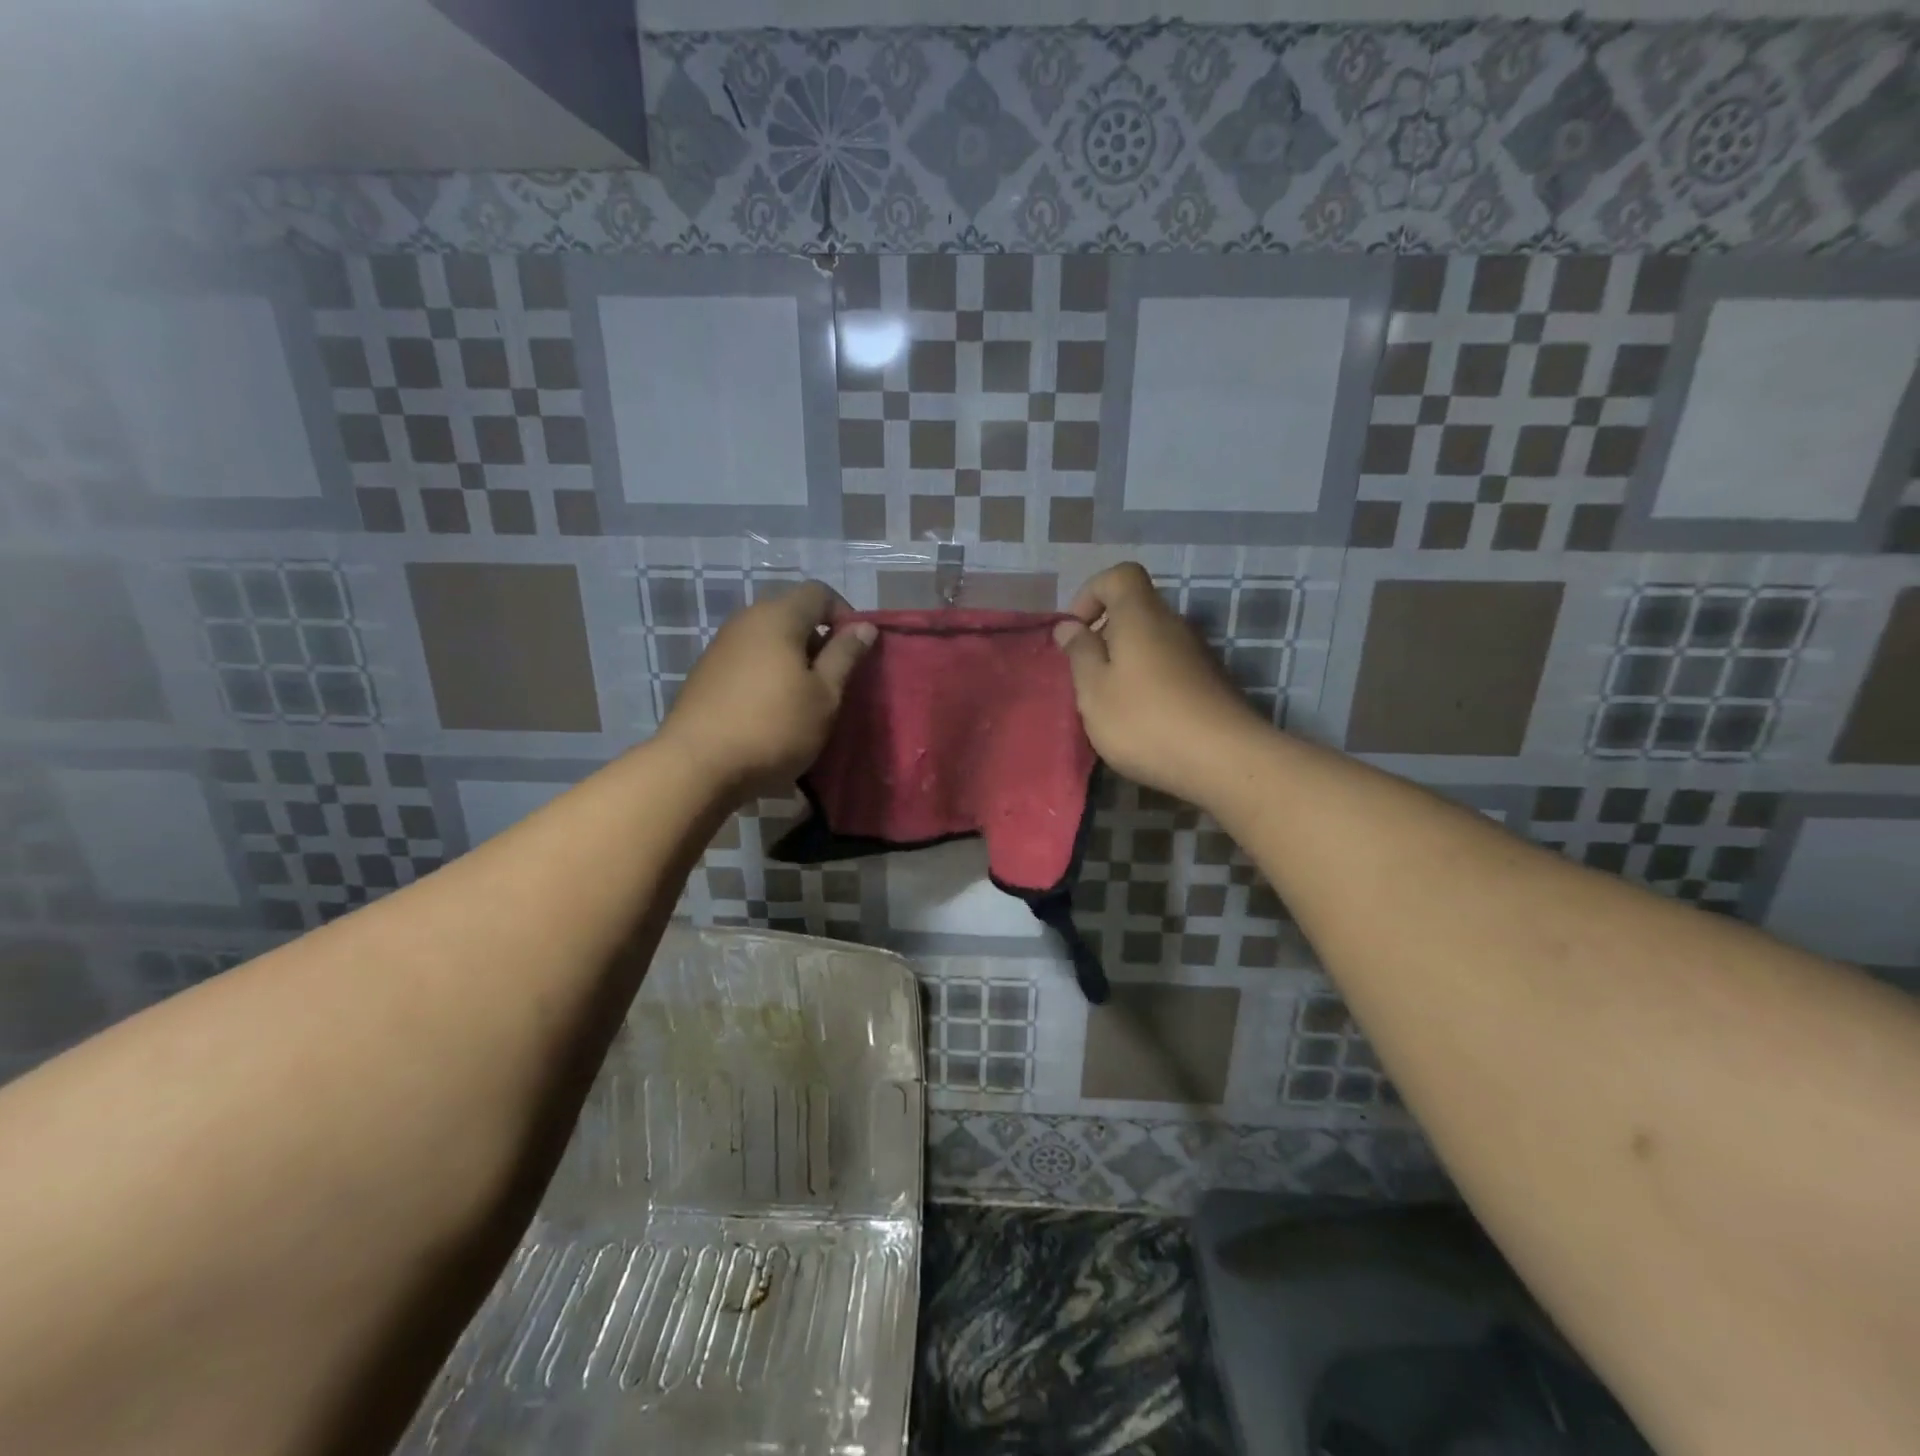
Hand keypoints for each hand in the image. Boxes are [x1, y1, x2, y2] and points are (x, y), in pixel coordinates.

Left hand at [657, 581, 875, 799]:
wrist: (697, 765)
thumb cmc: (774, 727)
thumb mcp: (824, 695)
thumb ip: (845, 656)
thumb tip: (863, 627)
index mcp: (778, 616)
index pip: (820, 592)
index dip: (846, 615)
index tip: (856, 652)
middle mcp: (746, 620)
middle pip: (792, 613)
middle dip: (819, 640)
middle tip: (834, 680)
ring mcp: (721, 646)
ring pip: (769, 639)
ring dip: (794, 660)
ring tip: (806, 699)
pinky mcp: (707, 673)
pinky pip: (749, 660)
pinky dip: (769, 674)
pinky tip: (773, 711)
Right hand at [1053, 562, 1267, 808]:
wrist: (1225, 761)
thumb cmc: (1145, 720)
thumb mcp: (1094, 690)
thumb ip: (1080, 653)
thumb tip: (1069, 626)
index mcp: (1141, 616)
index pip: (1119, 575)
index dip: (1091, 593)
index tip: (1075, 631)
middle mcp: (1173, 625)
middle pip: (1135, 610)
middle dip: (1105, 635)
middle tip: (1086, 675)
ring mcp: (1197, 654)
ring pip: (1152, 642)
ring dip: (1126, 663)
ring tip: (1110, 704)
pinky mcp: (1210, 683)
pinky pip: (1169, 668)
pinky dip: (1148, 682)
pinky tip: (1142, 720)